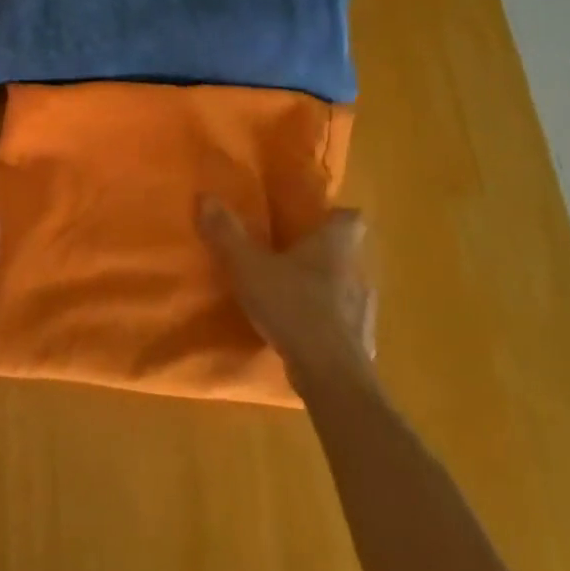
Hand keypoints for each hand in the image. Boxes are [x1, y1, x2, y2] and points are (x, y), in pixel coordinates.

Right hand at [198, 197, 374, 388]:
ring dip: (327, 289)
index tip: (313, 218)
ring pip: (347, 288)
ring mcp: (363, 310)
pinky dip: (328, 323)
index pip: (350, 217)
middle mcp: (357, 272)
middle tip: (290, 255)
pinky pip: (345, 323)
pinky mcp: (361, 342)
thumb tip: (206, 196)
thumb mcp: (248, 267)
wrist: (331, 374)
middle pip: (348, 252)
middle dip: (324, 253)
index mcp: (335, 245)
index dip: (334, 215)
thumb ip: (227, 233)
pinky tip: (305, 333)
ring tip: (295, 295)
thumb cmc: (293, 306)